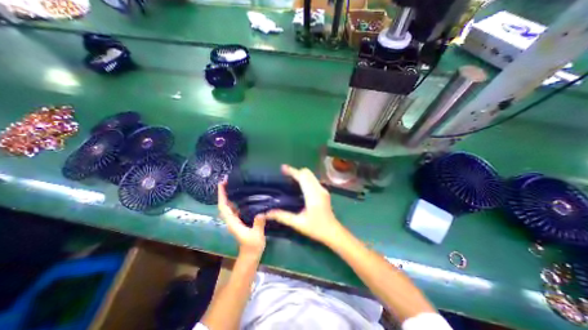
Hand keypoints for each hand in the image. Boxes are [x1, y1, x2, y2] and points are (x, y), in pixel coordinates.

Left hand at [218, 181, 266, 255]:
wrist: (250, 255)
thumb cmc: (253, 246)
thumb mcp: (257, 235)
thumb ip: (258, 224)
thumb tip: (261, 212)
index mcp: (233, 222)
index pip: (223, 207)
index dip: (221, 195)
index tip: (222, 184)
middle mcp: (231, 220)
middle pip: (224, 205)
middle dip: (223, 193)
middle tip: (227, 181)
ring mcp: (235, 221)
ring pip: (228, 206)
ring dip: (228, 196)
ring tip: (232, 185)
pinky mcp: (239, 221)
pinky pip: (234, 209)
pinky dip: (234, 201)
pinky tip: (241, 196)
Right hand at [262, 163, 344, 245]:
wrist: (333, 232)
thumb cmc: (316, 228)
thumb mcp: (298, 223)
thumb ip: (282, 216)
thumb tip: (267, 213)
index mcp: (313, 195)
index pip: (302, 177)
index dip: (292, 171)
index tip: (282, 168)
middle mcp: (319, 189)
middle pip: (307, 173)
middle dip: (295, 171)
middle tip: (284, 175)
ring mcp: (322, 189)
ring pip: (310, 175)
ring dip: (300, 174)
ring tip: (289, 179)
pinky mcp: (323, 191)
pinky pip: (313, 179)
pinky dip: (305, 178)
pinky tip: (299, 185)